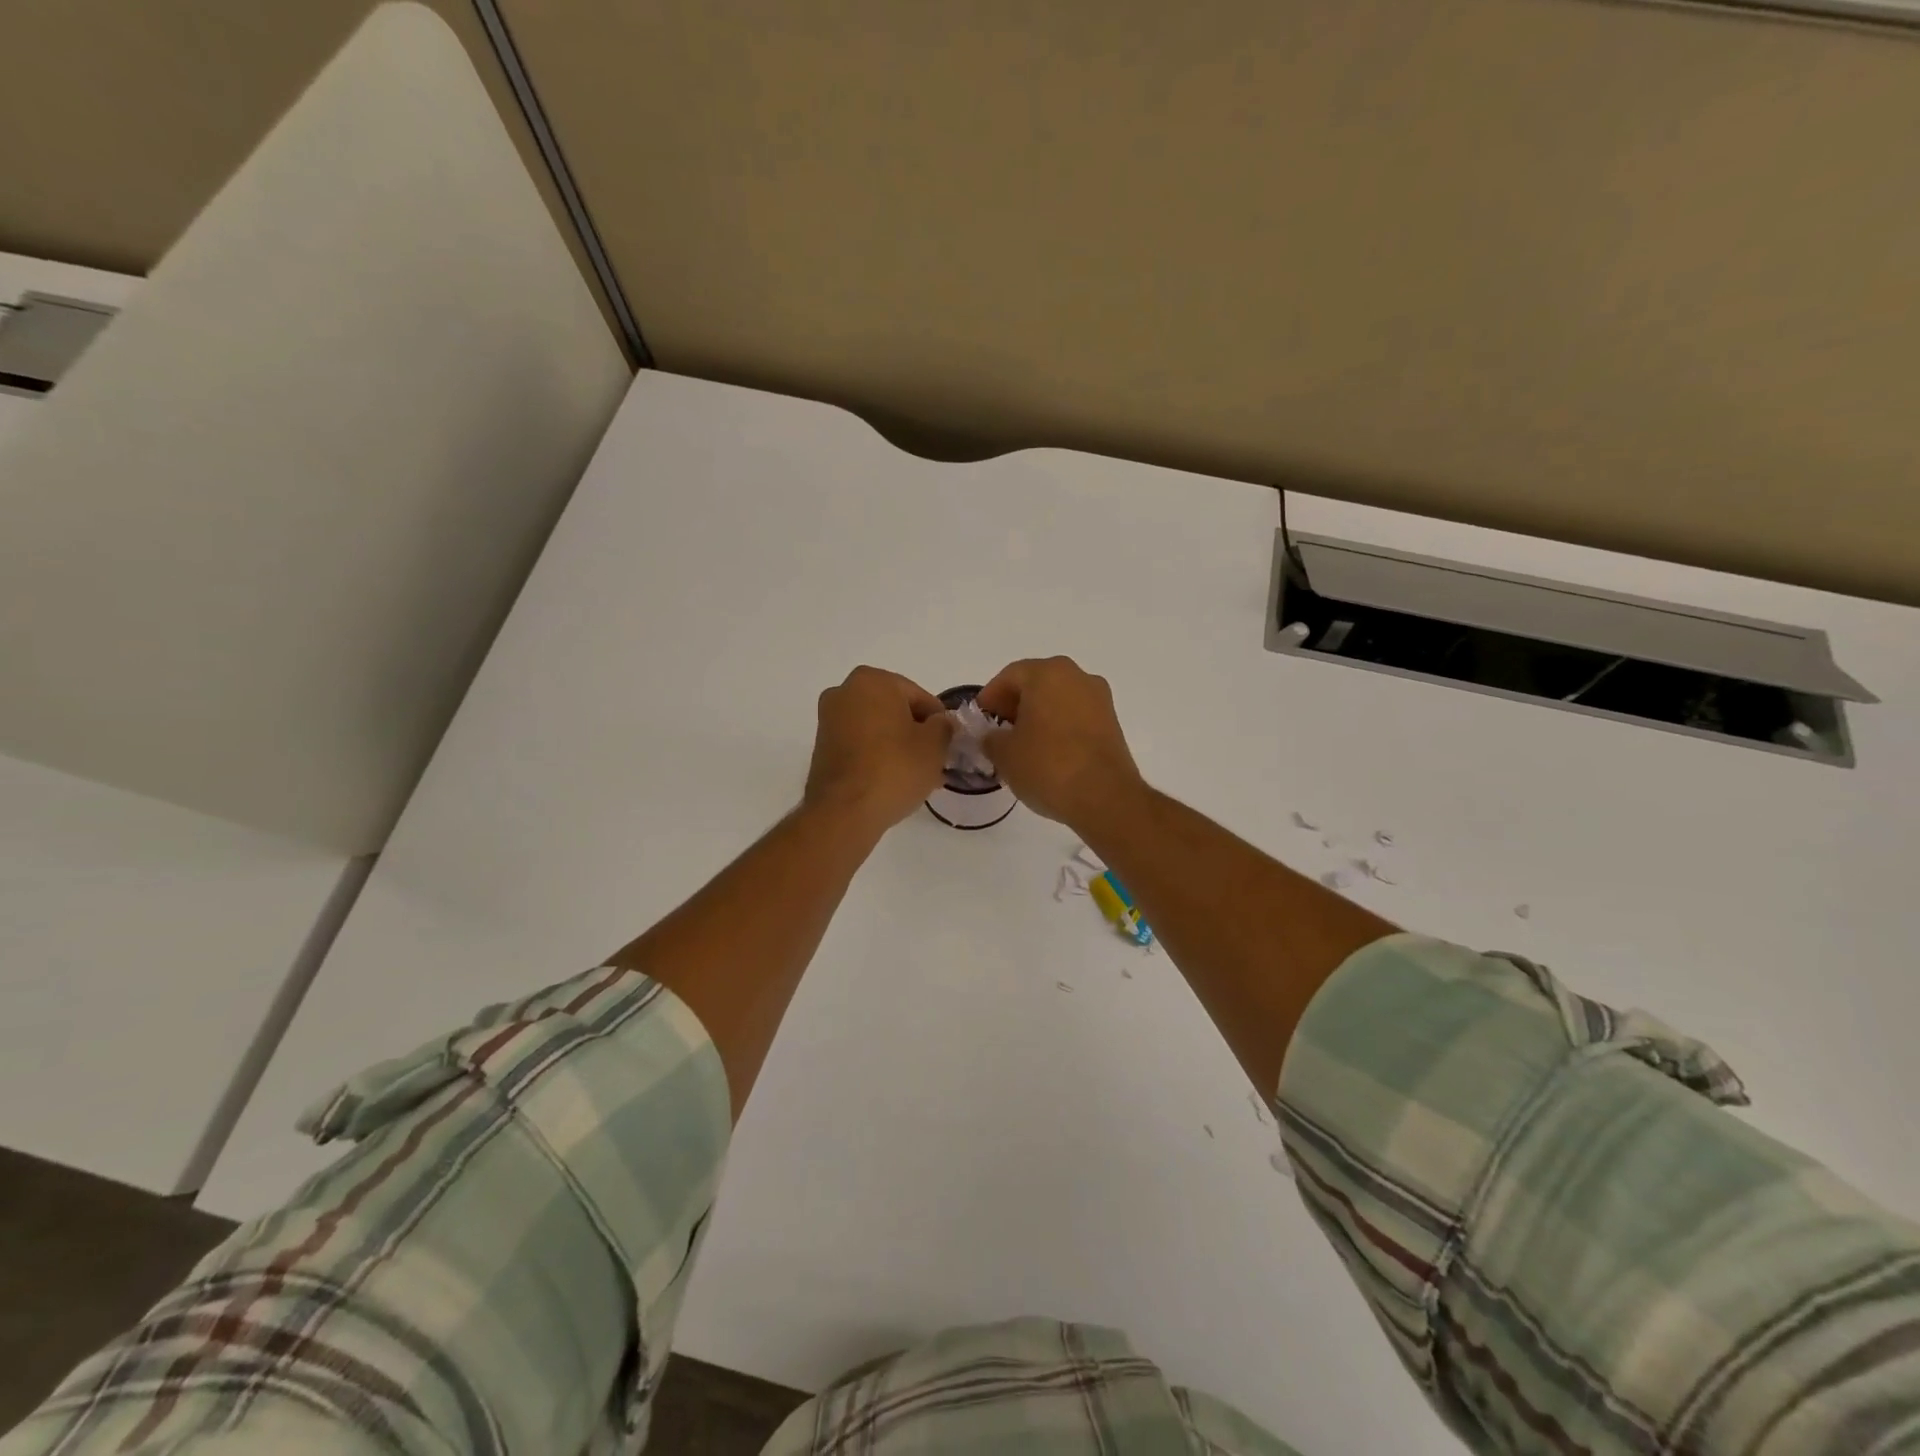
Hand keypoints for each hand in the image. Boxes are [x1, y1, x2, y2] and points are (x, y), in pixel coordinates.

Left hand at [804, 667, 953, 834]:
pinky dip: (876, 755)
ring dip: (897, 745)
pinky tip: (892, 780)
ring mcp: (828, 719)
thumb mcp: (935, 745)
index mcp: (872, 680)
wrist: (844, 811)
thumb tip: (940, 723)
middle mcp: (844, 692)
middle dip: (915, 733)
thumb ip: (944, 726)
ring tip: (915, 775)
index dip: (939, 722)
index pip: (919, 697)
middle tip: (934, 761)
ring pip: (876, 728)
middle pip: (895, 710)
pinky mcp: (821, 747)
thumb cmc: (894, 769)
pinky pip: (859, 744)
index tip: (947, 745)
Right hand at [976, 657, 1142, 827]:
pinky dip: (1059, 726)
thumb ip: (991, 738)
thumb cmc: (1048, 766)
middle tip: (999, 730)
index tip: (980, 718)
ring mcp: (1099, 699)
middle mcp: (1077, 677)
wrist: (1105, 797)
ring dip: (1039, 715)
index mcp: (1047, 674)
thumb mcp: (1004, 754)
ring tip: (1023, 744)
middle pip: (1037, 683)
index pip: (1010, 676)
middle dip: (1015, 704)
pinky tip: (1048, 752)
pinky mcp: (1112, 722)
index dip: (990, 697)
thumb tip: (993, 737)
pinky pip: (1076, 715)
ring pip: (1058, 699)